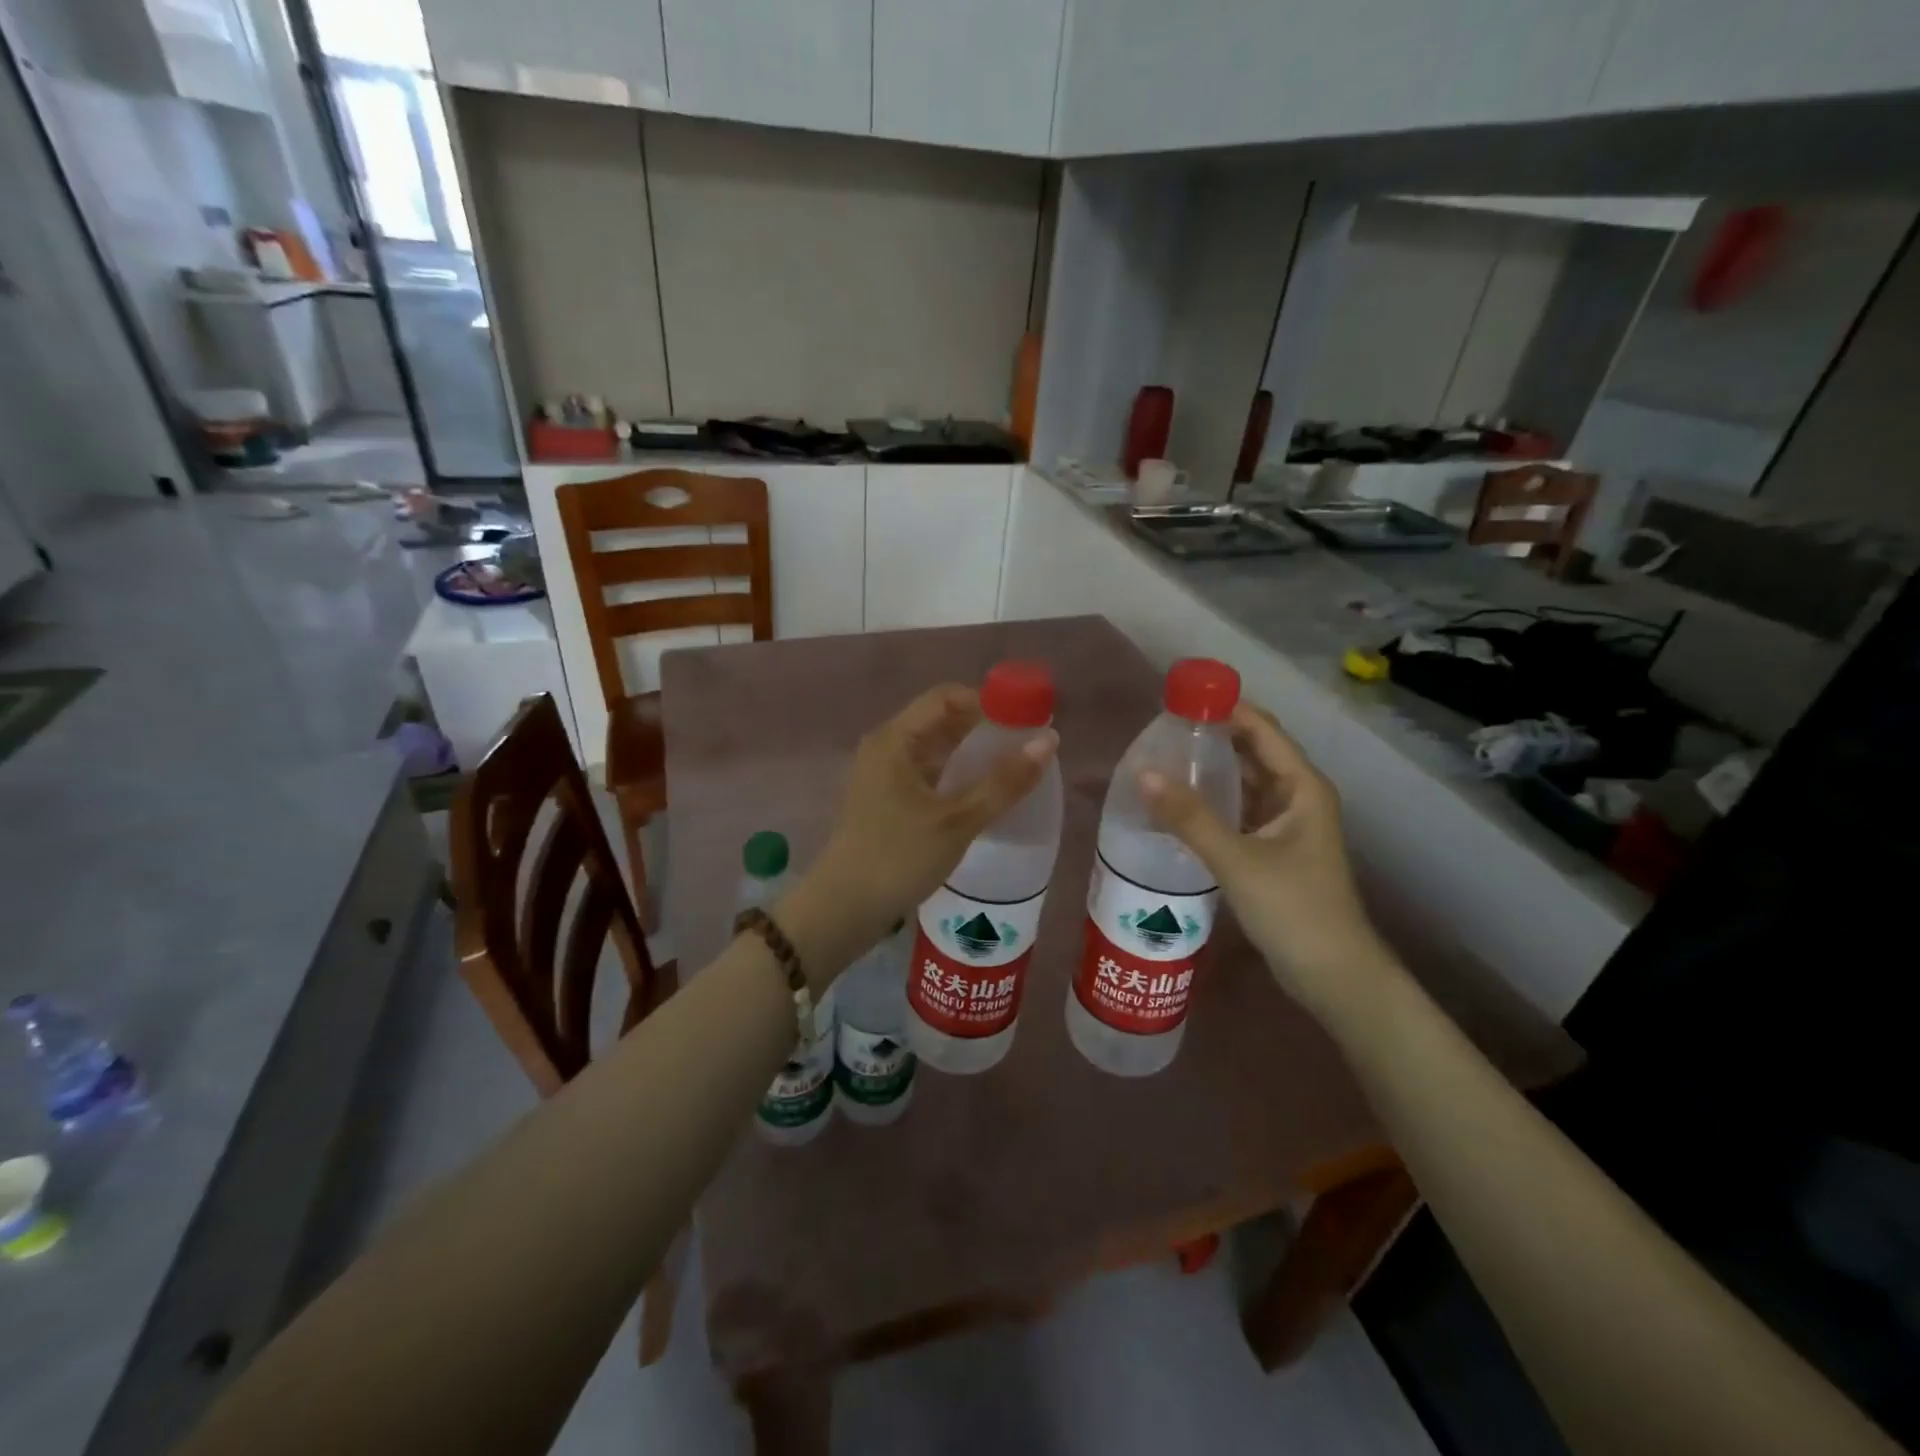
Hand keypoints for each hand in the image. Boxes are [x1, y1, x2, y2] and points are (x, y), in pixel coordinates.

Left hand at [778, 684, 1056, 983]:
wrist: (844, 909)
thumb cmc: (898, 858)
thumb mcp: (957, 821)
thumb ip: (1004, 782)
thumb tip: (1049, 741)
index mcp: (895, 739)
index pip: (946, 697)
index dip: (988, 702)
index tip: (1026, 719)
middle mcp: (886, 748)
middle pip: (941, 721)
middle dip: (985, 729)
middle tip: (1028, 745)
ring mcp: (883, 775)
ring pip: (935, 750)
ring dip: (972, 754)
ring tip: (1015, 768)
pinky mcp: (887, 800)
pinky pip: (928, 773)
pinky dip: (956, 776)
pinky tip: (984, 794)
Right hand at [1138, 702, 1396, 1021]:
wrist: (1332, 975)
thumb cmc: (1294, 909)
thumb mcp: (1237, 860)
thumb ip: (1189, 817)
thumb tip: (1142, 773)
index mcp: (1301, 787)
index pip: (1260, 729)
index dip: (1223, 708)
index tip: (1177, 700)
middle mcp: (1297, 797)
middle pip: (1252, 751)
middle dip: (1211, 737)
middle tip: (1159, 731)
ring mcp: (1285, 824)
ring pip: (1244, 782)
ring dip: (1210, 770)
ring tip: (1161, 760)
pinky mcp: (1272, 849)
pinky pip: (1238, 810)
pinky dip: (1212, 801)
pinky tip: (1179, 804)